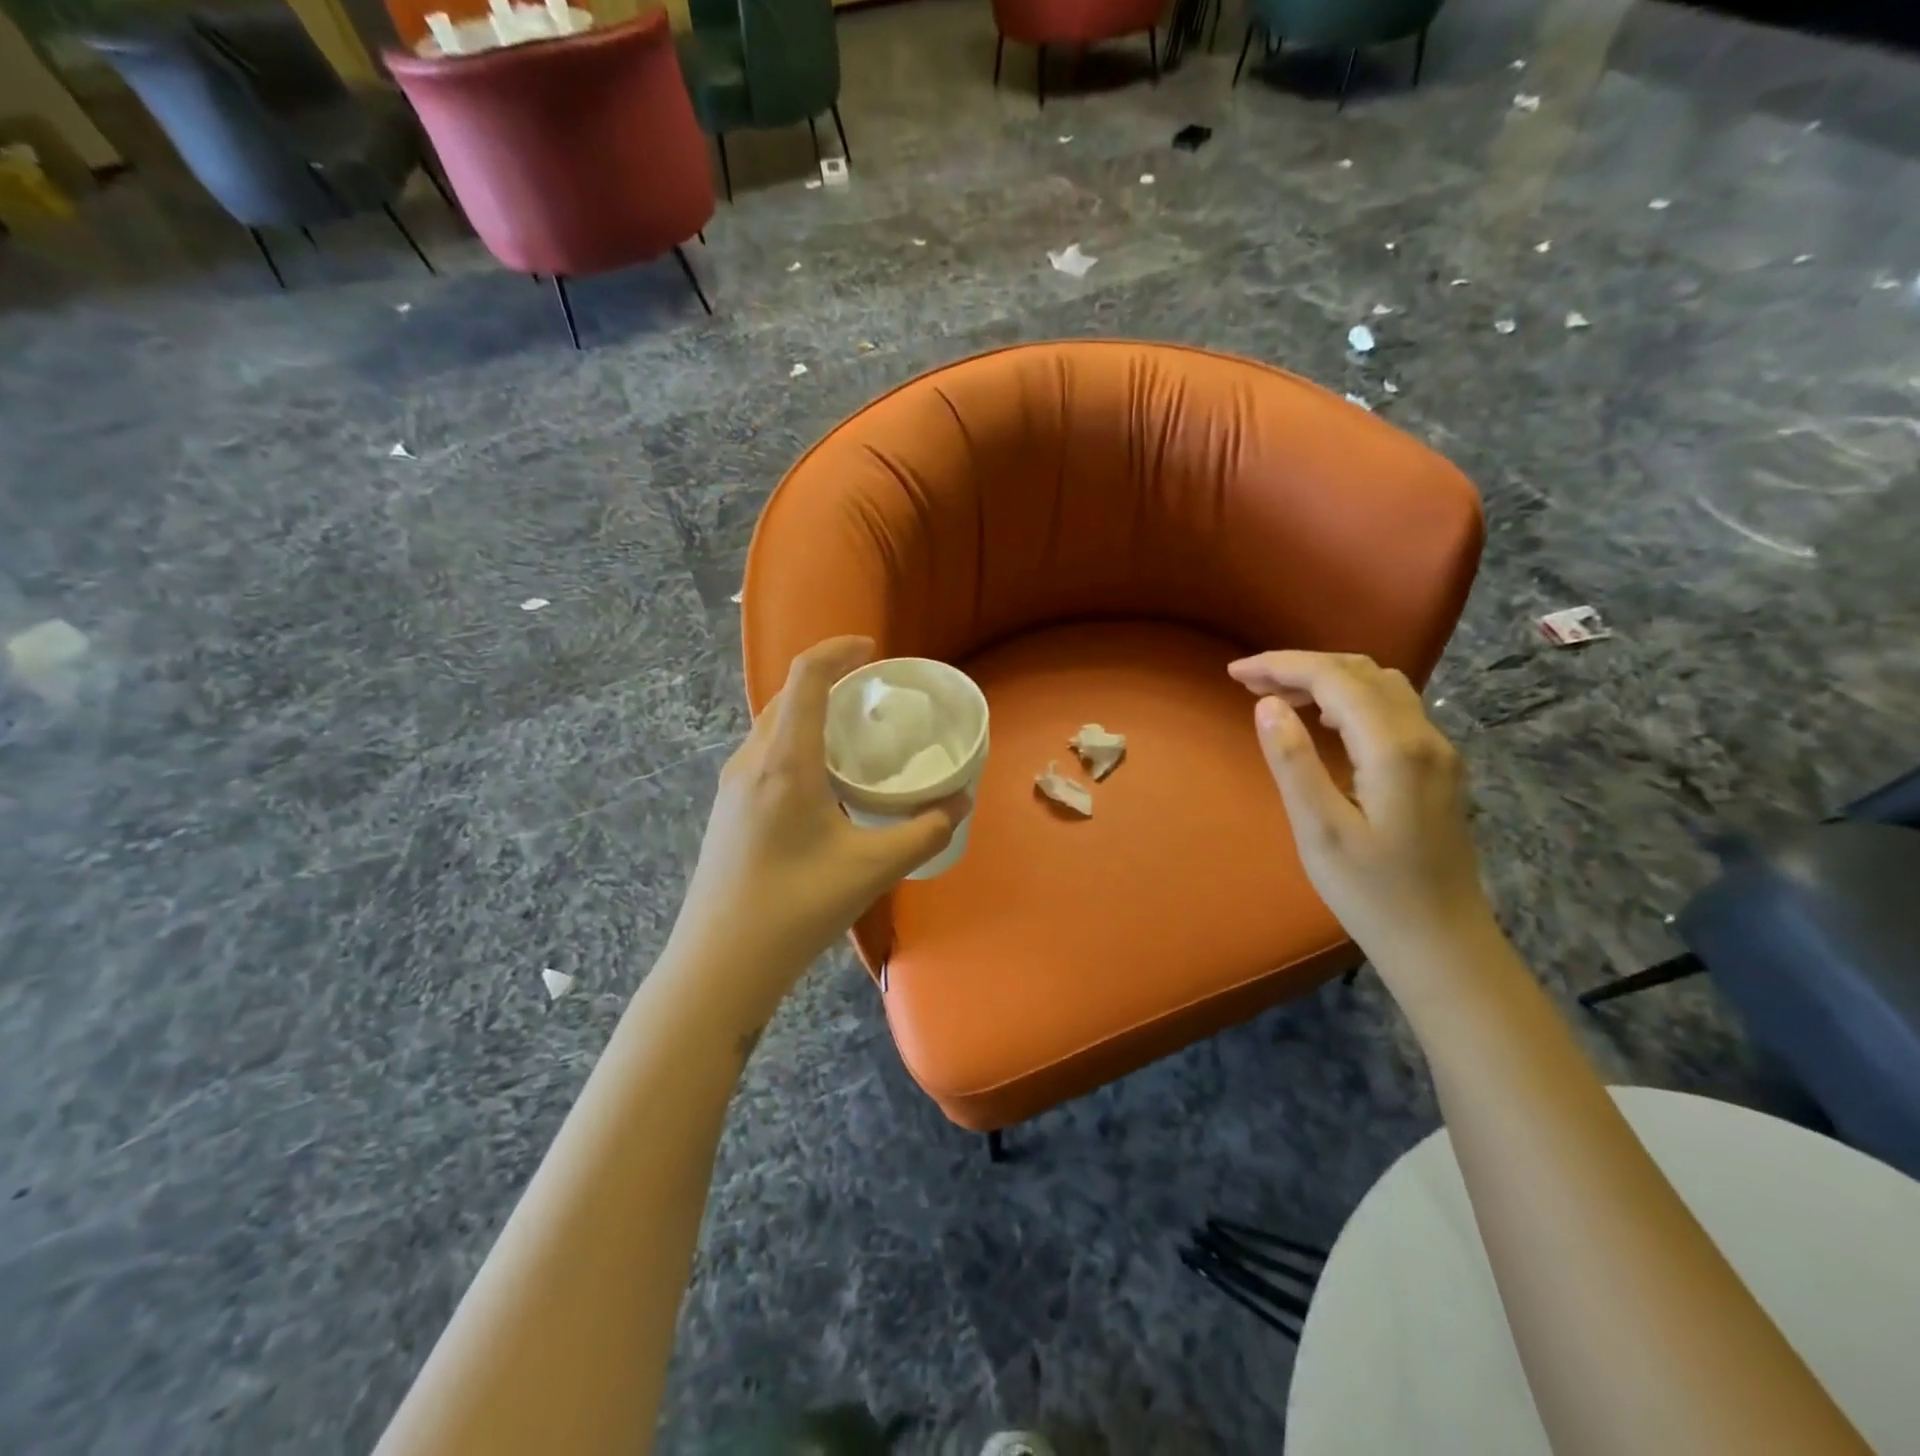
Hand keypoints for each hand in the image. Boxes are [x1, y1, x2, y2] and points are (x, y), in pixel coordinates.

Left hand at [669, 637, 964, 1017]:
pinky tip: (823, 782)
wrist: (719, 964)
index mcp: (784, 762)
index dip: (838, 651)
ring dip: (811, 714)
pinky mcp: (728, 810)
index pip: (806, 678)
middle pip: (787, 697)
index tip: (874, 650)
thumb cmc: (796, 908)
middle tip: (874, 696)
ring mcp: (733, 786)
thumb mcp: (872, 869)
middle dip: (830, 681)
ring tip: (854, 735)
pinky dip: (798, 744)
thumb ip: (925, 830)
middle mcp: (751, 761)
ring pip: (773, 727)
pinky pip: (766, 754)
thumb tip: (962, 801)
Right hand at [1228, 651, 1498, 976]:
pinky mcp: (1437, 768)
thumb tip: (1267, 704)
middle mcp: (1424, 736)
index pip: (1334, 678)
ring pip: (1381, 685)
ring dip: (1328, 678)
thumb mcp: (1319, 830)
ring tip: (1279, 697)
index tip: (1234, 672)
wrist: (1441, 942)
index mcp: (1393, 748)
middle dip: (1302, 666)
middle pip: (1361, 671)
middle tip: (1250, 681)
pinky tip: (1323, 720)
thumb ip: (1293, 761)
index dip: (1282, 666)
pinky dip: (1350, 698)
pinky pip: (1392, 708)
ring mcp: (1437, 751)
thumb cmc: (1371, 893)